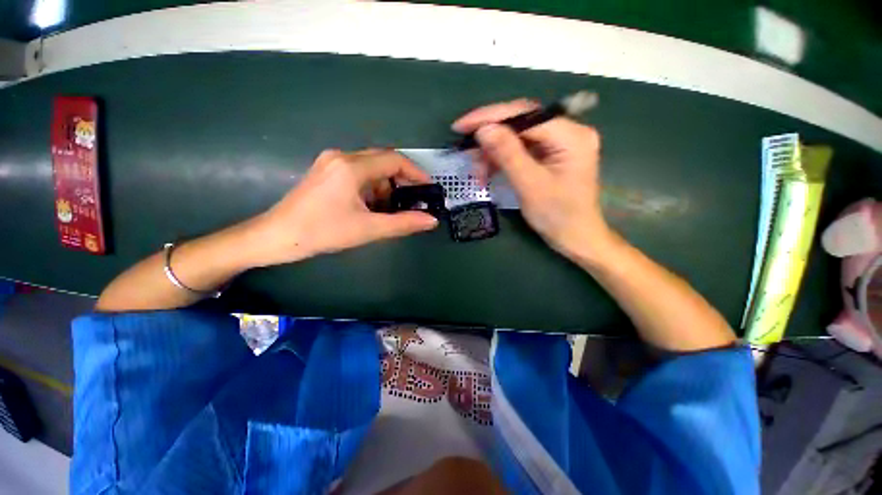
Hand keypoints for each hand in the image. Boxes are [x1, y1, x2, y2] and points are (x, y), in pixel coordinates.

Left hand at [247, 149, 438, 266]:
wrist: (276, 237)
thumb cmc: (322, 232)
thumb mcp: (368, 229)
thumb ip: (403, 224)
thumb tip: (431, 221)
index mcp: (352, 167)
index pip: (394, 160)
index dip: (416, 173)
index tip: (428, 188)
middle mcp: (342, 157)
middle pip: (383, 161)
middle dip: (401, 180)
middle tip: (413, 200)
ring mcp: (331, 162)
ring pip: (371, 168)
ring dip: (385, 186)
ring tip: (391, 209)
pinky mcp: (326, 171)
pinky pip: (358, 173)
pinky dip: (371, 187)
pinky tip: (372, 206)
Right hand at [453, 99, 615, 261]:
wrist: (575, 238)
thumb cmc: (557, 216)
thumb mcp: (530, 185)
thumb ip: (508, 154)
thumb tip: (484, 129)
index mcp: (570, 135)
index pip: (524, 114)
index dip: (490, 117)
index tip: (461, 127)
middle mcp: (566, 132)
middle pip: (520, 124)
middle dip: (490, 139)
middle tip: (466, 152)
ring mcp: (558, 145)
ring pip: (516, 139)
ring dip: (493, 154)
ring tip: (478, 173)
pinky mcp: (549, 157)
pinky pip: (520, 151)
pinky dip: (501, 161)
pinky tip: (488, 173)